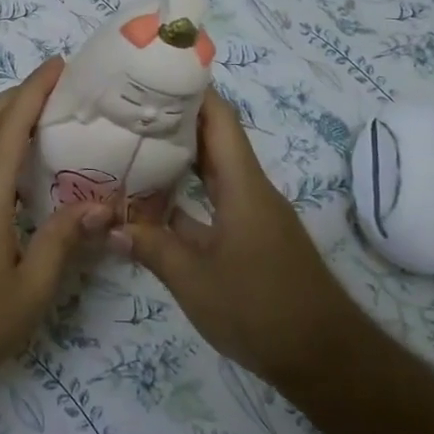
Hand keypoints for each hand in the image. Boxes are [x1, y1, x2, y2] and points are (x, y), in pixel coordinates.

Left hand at [0, 57, 111, 398]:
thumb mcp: (31, 289)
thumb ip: (63, 240)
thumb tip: (100, 204)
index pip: (10, 125)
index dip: (34, 90)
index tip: (58, 65)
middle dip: (16, 93)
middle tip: (55, 85)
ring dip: (0, 115)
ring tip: (39, 115)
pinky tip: (15, 167)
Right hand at [115, 91, 353, 390]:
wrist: (325, 359)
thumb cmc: (260, 308)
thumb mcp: (194, 280)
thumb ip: (150, 247)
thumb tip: (108, 224)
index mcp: (243, 186)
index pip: (220, 119)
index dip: (190, 90)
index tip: (152, 74)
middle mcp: (251, 190)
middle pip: (214, 140)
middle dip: (174, 120)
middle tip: (127, 109)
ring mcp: (252, 215)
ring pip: (213, 172)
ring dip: (178, 159)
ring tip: (130, 145)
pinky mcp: (251, 239)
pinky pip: (214, 202)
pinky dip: (186, 197)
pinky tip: (152, 204)